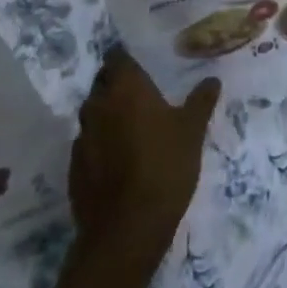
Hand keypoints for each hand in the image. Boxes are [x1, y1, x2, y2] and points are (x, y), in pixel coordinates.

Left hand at [68, 49, 219, 275]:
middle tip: (143, 95)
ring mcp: (82, 137)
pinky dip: (101, 144)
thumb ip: (201, 101)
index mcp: (125, 87)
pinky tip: (119, 159)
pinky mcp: (74, 167)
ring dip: (109, 115)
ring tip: (133, 127)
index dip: (127, 58)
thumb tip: (212, 79)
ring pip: (94, 114)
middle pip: (103, 83)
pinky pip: (88, 144)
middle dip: (118, 85)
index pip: (117, 57)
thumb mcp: (192, 131)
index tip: (143, 64)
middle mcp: (98, 104)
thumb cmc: (164, 167)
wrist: (126, 230)